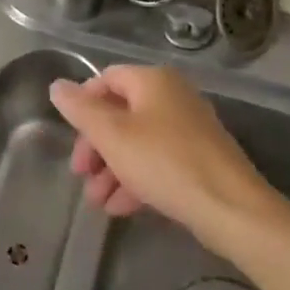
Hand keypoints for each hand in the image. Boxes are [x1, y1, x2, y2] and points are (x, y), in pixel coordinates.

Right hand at [49, 66, 276, 244]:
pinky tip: (121, 208)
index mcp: (153, 81)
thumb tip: (57, 86)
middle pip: (121, 113)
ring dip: (112, 169)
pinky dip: (136, 179)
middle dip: (96, 146)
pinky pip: (158, 161)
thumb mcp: (112, 135)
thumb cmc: (165, 163)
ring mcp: (190, 128)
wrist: (232, 209)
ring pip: (138, 142)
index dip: (83, 105)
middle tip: (81, 174)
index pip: (106, 79)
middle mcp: (173, 96)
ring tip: (98, 201)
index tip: (71, 137)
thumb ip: (80, 109)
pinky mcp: (200, 159)